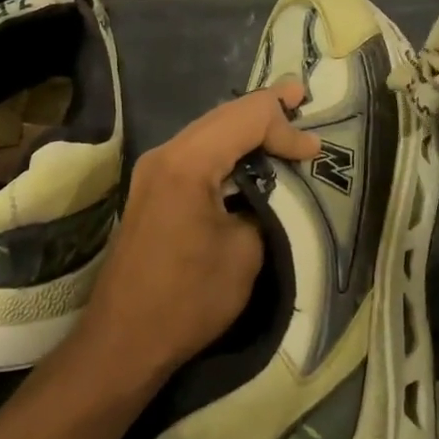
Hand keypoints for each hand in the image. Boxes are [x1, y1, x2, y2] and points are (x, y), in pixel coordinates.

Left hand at [75, 81, 319, 388]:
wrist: (123, 341)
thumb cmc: (188, 299)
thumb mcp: (245, 253)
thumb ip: (264, 206)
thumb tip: (269, 190)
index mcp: (188, 163)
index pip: (247, 119)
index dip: (285, 126)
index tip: (315, 152)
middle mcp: (166, 154)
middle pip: (224, 114)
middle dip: (265, 108)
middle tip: (301, 97)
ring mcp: (154, 169)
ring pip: (209, 129)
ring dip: (246, 126)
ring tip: (282, 116)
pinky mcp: (152, 188)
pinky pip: (197, 151)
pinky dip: (227, 146)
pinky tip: (248, 152)